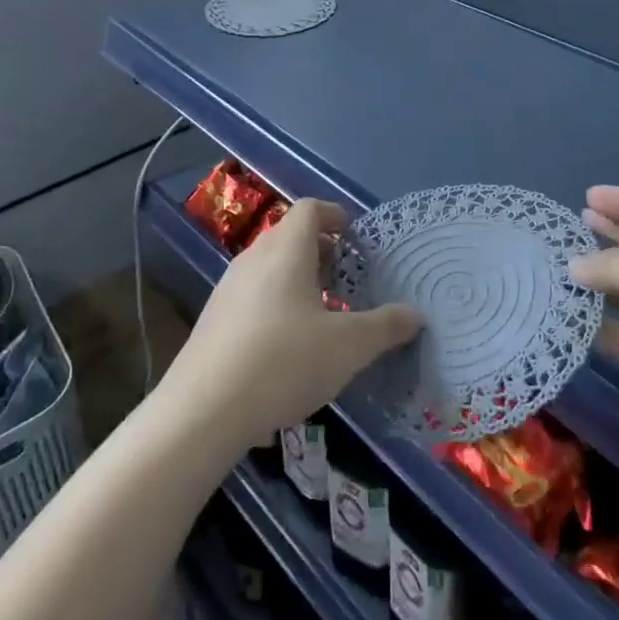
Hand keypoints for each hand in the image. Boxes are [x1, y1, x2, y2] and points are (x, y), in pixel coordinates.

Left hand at [160, 199, 421, 448]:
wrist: (203, 410)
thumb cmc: (284, 362)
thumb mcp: (348, 347)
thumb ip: (385, 327)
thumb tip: (416, 315)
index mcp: (287, 250)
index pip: (309, 209)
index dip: (334, 215)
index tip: (353, 235)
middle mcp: (254, 258)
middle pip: (288, 235)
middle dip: (319, 249)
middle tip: (345, 275)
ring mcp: (228, 288)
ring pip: (268, 266)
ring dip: (296, 276)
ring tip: (320, 311)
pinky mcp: (212, 319)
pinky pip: (252, 293)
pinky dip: (275, 301)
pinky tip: (286, 343)